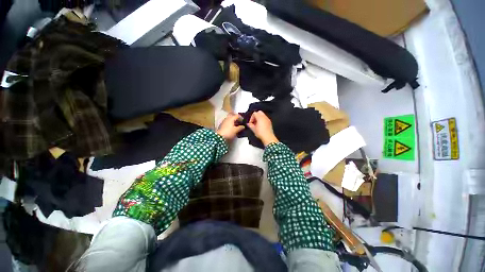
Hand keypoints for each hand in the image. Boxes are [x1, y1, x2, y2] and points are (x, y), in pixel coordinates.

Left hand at [217, 113, 244, 140]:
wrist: (219, 136)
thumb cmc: (229, 132)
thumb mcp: (236, 130)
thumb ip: (240, 127)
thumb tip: (243, 126)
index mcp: (231, 118)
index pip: (237, 115)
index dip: (241, 118)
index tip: (244, 121)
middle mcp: (227, 118)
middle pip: (233, 116)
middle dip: (236, 118)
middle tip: (240, 122)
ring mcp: (224, 121)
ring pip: (230, 119)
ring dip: (233, 121)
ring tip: (237, 125)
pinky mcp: (222, 124)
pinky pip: (228, 121)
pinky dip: (231, 123)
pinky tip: (232, 127)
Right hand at [247, 111, 278, 145]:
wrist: (268, 137)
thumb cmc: (261, 133)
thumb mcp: (253, 129)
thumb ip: (250, 125)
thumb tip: (248, 124)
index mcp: (260, 117)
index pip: (254, 113)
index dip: (251, 118)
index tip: (250, 123)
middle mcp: (264, 117)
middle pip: (259, 112)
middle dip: (255, 116)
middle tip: (254, 122)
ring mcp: (268, 119)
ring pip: (263, 115)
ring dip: (259, 118)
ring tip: (257, 124)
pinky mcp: (270, 122)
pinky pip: (265, 118)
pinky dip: (262, 120)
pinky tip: (261, 126)